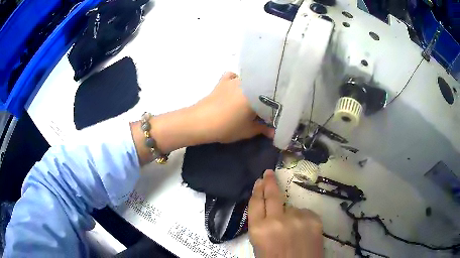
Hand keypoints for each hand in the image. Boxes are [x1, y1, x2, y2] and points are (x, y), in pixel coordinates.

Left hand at [132, 72, 274, 164]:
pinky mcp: (223, 81)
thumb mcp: (247, 131)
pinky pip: (234, 76)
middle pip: (262, 86)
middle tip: (269, 107)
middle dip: (267, 96)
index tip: (279, 112)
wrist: (199, 122)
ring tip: (256, 98)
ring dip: (254, 87)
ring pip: (250, 80)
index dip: (278, 105)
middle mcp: (247, 82)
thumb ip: (263, 130)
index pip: (273, 97)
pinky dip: (238, 80)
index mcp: (257, 93)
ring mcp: (234, 80)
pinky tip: (238, 88)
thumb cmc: (226, 127)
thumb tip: (274, 132)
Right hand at [248, 170, 323, 257]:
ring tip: (292, 229)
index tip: (259, 181)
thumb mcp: (260, 245)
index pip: (255, 204)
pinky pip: (305, 213)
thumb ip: (262, 226)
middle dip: (270, 182)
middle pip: (272, 195)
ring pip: (291, 208)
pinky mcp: (314, 219)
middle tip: (269, 173)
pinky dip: (302, 219)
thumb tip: (269, 212)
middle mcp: (278, 220)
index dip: (257, 191)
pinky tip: (303, 232)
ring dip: (290, 215)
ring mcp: (298, 218)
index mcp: (259, 230)